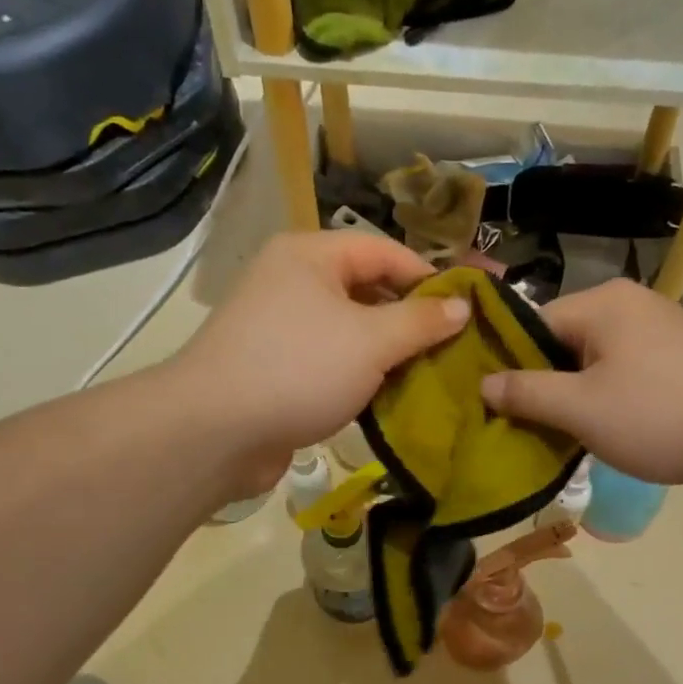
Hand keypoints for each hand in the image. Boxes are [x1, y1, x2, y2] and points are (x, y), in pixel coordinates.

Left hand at [170, 232, 468, 495]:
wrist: (214, 432)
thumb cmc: (298, 369)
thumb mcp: (371, 341)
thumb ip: (421, 321)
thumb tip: (462, 306)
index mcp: (310, 256)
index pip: (384, 251)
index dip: (429, 276)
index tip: (468, 306)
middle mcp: (293, 283)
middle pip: (367, 290)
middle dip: (411, 319)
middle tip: (455, 345)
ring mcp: (281, 328)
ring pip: (352, 331)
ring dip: (390, 352)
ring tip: (433, 373)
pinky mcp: (278, 368)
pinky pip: (333, 362)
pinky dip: (362, 375)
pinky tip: (392, 397)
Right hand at [479, 279, 682, 503]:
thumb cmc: (658, 416)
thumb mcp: (580, 408)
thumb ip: (526, 392)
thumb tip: (482, 383)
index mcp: (604, 302)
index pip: (533, 325)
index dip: (509, 365)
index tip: (493, 406)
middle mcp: (631, 306)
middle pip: (563, 343)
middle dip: (543, 385)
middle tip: (524, 427)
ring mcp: (660, 333)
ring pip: (594, 364)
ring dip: (575, 399)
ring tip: (560, 437)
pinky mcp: (679, 364)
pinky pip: (625, 376)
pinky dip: (607, 401)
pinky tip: (602, 433)